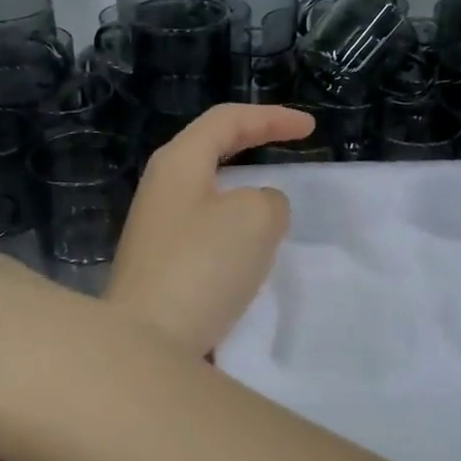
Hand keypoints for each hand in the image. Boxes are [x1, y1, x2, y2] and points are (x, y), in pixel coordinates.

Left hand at [108, 104, 315, 355]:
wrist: (149, 343)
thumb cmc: (202, 266)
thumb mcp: (256, 218)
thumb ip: (271, 200)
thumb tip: (260, 210)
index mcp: (179, 162)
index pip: (228, 120)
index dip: (272, 117)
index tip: (311, 129)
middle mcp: (162, 187)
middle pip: (213, 149)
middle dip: (255, 144)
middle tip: (292, 150)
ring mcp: (157, 228)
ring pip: (211, 192)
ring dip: (246, 192)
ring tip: (277, 204)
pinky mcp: (162, 264)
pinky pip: (207, 229)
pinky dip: (235, 227)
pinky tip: (251, 250)